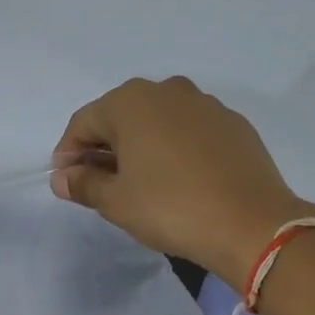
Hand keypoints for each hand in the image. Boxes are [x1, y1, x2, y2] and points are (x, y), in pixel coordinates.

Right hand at [50, 76, 314, 283]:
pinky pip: (188, 130)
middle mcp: (167, 90)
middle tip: (98, 182)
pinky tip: (177, 178)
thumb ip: (83, 184)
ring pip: (157, 120)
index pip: (84, 122)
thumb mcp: (116, 202)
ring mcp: (205, 104)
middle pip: (120, 116)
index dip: (68, 153)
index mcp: (131, 102)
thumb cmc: (171, 208)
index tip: (66, 181)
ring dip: (140, 145)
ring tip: (138, 181)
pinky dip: (173, 148)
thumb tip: (62, 177)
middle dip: (104, 146)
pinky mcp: (233, 124)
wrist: (251, 224)